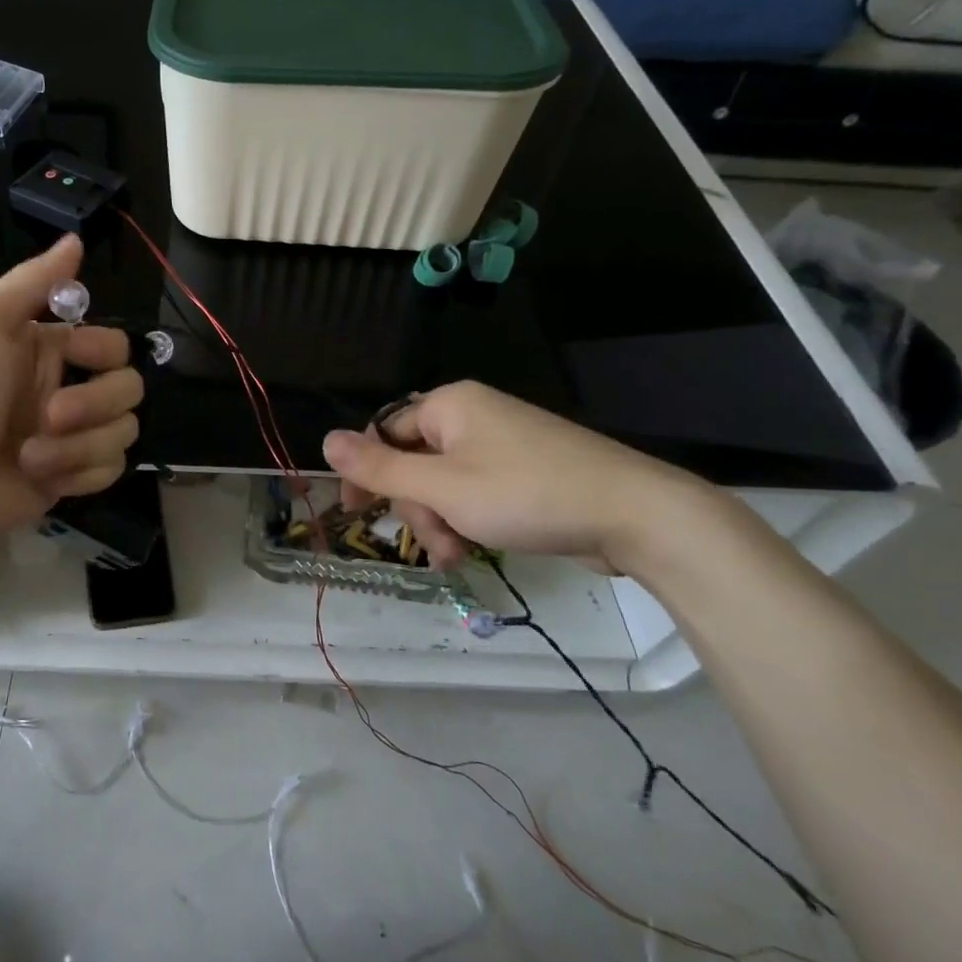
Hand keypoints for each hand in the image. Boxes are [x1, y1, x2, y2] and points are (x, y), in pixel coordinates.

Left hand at [0, 235, 143, 550]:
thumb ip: (31, 281)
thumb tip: (76, 239)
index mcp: (51, 350)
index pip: (115, 343)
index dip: (103, 350)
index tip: (72, 354)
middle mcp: (68, 388)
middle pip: (129, 388)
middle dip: (94, 404)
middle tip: (49, 416)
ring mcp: (73, 437)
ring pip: (124, 431)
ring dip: (79, 446)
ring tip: (30, 455)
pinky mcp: (72, 477)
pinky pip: (111, 470)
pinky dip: (79, 474)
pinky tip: (42, 477)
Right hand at [320, 381, 713, 575]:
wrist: (636, 514)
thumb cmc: (526, 494)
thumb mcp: (442, 487)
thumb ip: (380, 467)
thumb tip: (325, 440)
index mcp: (449, 405)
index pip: (384, 432)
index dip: (365, 472)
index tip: (354, 514)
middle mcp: (473, 416)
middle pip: (415, 461)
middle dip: (416, 508)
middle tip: (433, 544)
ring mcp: (503, 443)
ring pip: (445, 483)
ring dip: (440, 521)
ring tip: (457, 556)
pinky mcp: (526, 471)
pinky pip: (475, 491)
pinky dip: (467, 520)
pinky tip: (473, 550)